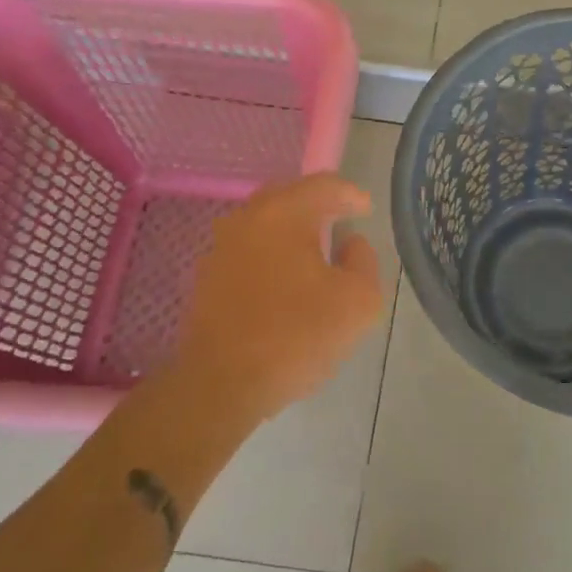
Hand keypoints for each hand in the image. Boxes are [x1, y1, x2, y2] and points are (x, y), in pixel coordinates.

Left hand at [171, 173, 384, 424]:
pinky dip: (269, 257)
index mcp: (283, 213)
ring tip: (313, 254)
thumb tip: (350, 244)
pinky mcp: (206, 280)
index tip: (366, 210)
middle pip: (287, 197)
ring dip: (289, 232)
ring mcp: (220, 249)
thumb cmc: (296, 336)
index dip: (350, 194)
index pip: (323, 185)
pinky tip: (283, 283)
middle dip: (316, 206)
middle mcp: (246, 220)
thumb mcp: (359, 301)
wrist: (220, 386)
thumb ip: (364, 261)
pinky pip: (247, 253)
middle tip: (339, 221)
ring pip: (263, 225)